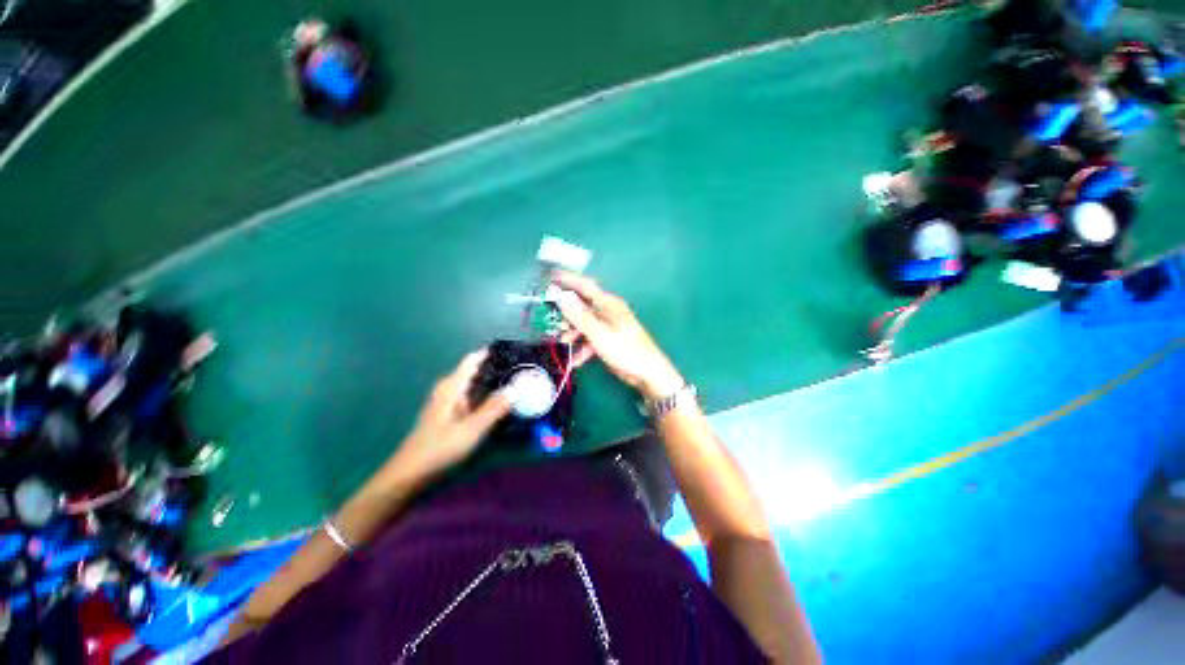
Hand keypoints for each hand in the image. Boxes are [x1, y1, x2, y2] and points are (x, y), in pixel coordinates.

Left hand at [395, 350, 511, 477]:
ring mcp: (448, 402)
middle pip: (475, 370)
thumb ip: (495, 408)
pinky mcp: (450, 414)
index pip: (473, 359)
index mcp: (452, 386)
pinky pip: (472, 396)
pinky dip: (486, 395)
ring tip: (517, 382)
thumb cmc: (439, 448)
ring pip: (474, 384)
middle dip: (497, 367)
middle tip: (523, 368)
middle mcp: (449, 389)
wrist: (410, 474)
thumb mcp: (471, 429)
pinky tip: (499, 403)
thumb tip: (518, 387)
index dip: (492, 352)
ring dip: (493, 382)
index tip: (514, 350)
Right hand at [552, 272, 684, 400]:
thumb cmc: (625, 350)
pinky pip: (591, 339)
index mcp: (608, 304)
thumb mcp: (599, 334)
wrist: (648, 373)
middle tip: (552, 319)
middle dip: (567, 312)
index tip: (550, 276)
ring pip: (585, 324)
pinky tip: (576, 360)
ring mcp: (609, 326)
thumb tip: (561, 297)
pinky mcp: (609, 340)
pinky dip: (583, 348)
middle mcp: (608, 312)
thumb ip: (579, 316)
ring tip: (563, 342)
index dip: (568, 279)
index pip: (585, 286)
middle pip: (583, 306)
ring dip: (573, 332)